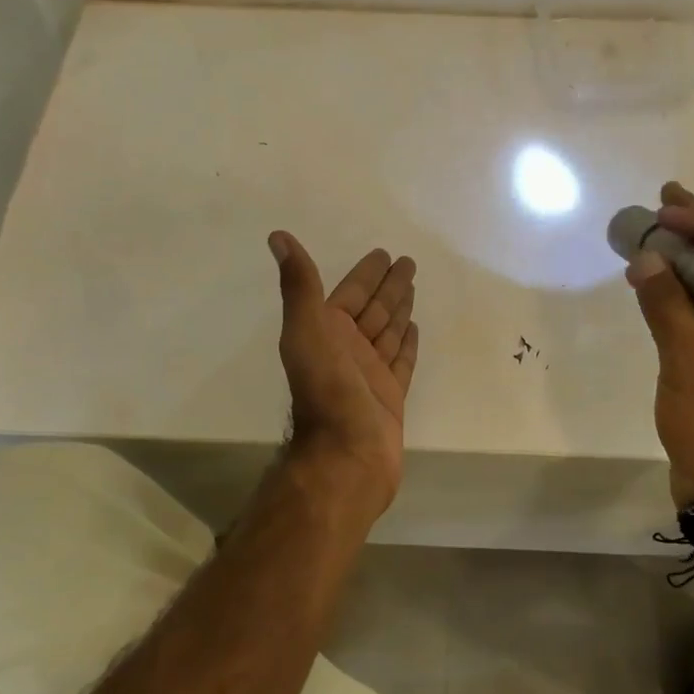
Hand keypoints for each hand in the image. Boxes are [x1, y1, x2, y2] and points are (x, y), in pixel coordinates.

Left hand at [268, 232, 419, 520]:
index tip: (384, 253)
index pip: (351, 293)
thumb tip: (278, 236)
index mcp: (326, 332)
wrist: (346, 457)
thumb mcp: (307, 331)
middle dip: (389, 286)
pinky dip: (407, 344)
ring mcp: (370, 374)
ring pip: (388, 332)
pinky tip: (415, 328)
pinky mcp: (390, 396)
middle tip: (408, 262)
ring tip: (414, 288)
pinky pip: (401, 361)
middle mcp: (347, 350)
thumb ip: (299, 286)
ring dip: (400, 309)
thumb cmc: (328, 392)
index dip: (367, 273)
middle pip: (373, 309)